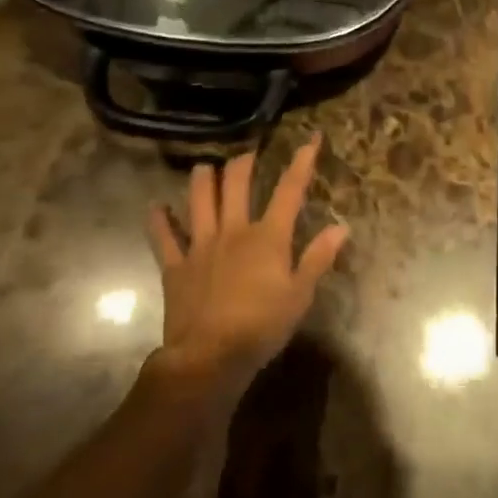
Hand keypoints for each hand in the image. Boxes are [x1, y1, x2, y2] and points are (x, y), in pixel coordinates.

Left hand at [147, 134, 348, 396]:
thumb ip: (318, 258)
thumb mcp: (300, 296)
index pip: (290, 189)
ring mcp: (201, 245)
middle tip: (248, 154)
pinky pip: (164, 237)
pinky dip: (159, 220)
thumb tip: (342, 227)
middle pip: (237, 183)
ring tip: (206, 167)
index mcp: (268, 236)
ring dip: (203, 179)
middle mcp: (234, 230)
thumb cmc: (261, 327)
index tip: (311, 138)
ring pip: (200, 199)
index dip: (302, 161)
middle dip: (243, 162)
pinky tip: (156, 207)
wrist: (208, 358)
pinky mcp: (176, 266)